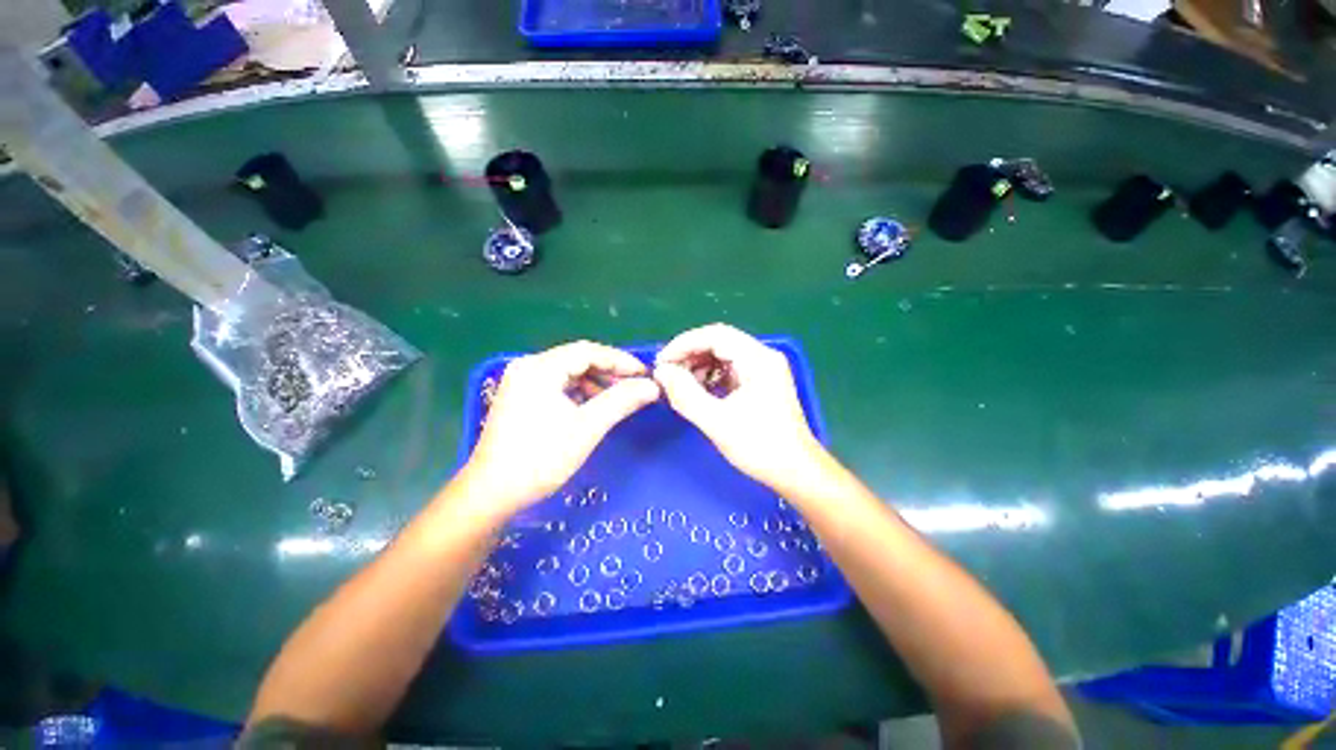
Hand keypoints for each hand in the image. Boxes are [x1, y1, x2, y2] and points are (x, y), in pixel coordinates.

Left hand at [459, 341, 660, 518]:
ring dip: (596, 383)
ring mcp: (522, 382)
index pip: (588, 352)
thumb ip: (621, 401)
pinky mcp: (521, 397)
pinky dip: (580, 393)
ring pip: (569, 373)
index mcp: (540, 368)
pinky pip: (558, 385)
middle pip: (578, 359)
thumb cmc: (541, 458)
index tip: (645, 374)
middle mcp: (529, 367)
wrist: (492, 494)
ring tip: (618, 399)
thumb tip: (652, 386)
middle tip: (635, 387)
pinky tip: (593, 407)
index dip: (621, 361)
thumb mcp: (587, 428)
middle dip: (609, 372)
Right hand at [653, 323, 829, 495]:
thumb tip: (662, 372)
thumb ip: (685, 394)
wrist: (796, 471)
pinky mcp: (761, 382)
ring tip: (680, 384)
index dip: (684, 344)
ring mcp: (764, 368)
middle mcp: (763, 356)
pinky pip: (730, 368)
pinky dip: (711, 376)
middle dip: (690, 354)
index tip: (661, 362)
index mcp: (758, 359)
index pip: (715, 335)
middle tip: (667, 373)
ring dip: (699, 365)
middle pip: (719, 341)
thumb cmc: (759, 446)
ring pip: (724, 354)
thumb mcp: (716, 421)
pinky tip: (698, 390)